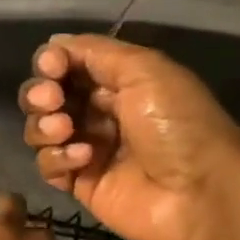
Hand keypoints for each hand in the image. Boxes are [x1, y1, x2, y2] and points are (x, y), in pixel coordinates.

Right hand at [19, 33, 239, 239]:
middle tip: (51, 99)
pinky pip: (48, 165)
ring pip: (41, 129)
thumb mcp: (146, 70)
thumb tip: (54, 45)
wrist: (199, 194)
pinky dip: (58, 158)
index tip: (52, 67)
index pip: (68, 64)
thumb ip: (95, 52)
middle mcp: (100, 111)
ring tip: (65, 130)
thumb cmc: (177, 124)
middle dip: (40, 93)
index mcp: (119, 81)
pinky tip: (84, 159)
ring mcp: (88, 149)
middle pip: (47, 95)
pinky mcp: (81, 183)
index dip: (52, 62)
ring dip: (44, 125)